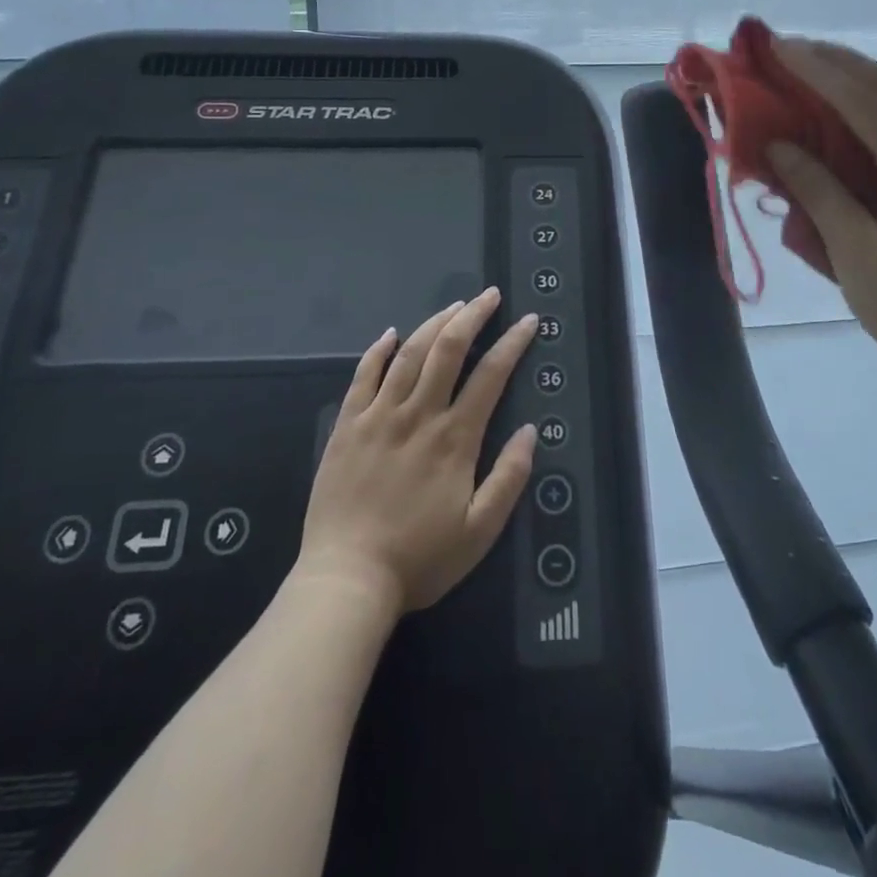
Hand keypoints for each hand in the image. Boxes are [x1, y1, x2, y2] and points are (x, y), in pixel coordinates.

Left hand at [297, 288, 538, 614]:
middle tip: (490, 296)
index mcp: (455, 438)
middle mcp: (418, 415)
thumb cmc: (419, 559)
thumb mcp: (480, 531)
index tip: (528, 322)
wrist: (346, 580)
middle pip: (448, 349)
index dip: (512, 344)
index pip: (491, 375)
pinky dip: (378, 350)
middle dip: (473, 316)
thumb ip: (509, 478)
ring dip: (434, 323)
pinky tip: (390, 333)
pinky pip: (363, 376)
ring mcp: (378, 416)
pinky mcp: (347, 426)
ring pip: (410, 354)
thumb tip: (530, 430)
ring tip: (454, 305)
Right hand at [766, 36, 876, 395]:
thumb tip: (778, 146)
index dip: (814, 70)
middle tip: (782, 48)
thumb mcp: (859, 259)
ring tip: (808, 66)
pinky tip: (847, 111)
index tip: (774, 46)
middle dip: (833, 62)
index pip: (861, 100)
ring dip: (855, 79)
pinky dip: (873, 107)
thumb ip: (819, 195)